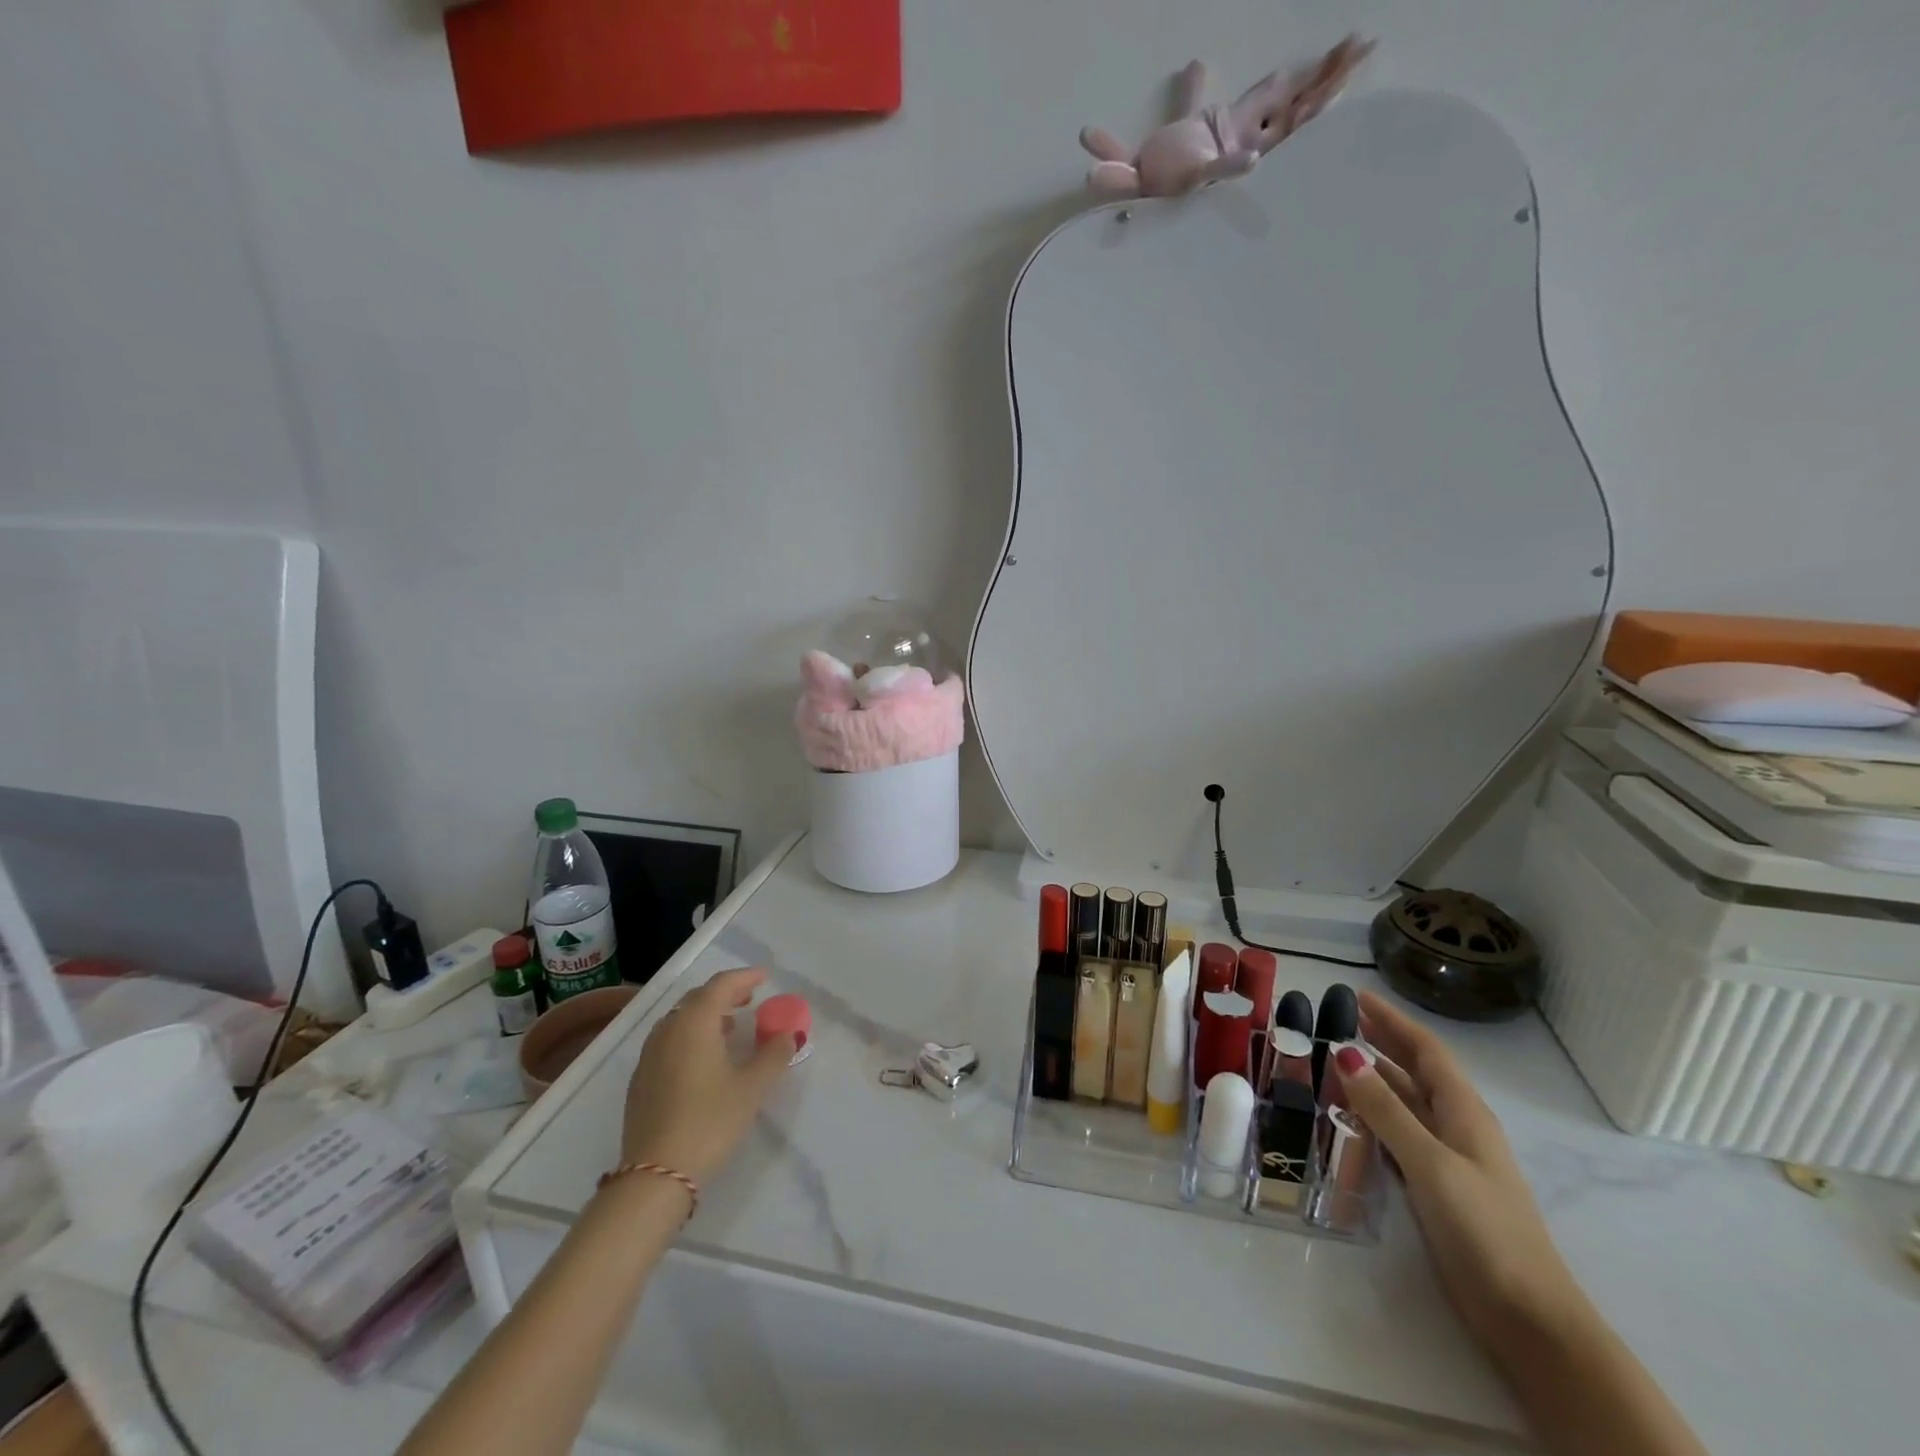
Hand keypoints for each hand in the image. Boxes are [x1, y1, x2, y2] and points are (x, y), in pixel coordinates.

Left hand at [618, 968, 795, 1183]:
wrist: (655, 1174)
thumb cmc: (710, 1121)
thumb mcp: (752, 1087)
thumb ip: (774, 1054)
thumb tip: (789, 1034)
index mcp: (694, 1022)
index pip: (721, 985)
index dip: (744, 977)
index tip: (765, 976)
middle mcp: (668, 1029)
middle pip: (698, 998)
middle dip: (726, 993)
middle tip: (750, 998)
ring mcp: (650, 1055)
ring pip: (680, 1019)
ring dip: (707, 1015)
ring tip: (731, 1026)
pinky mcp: (641, 1080)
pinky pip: (669, 1040)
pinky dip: (691, 1035)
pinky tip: (705, 1058)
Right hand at [1332, 992, 1583, 1358]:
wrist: (1527, 1316)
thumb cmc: (1484, 1228)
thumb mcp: (1430, 1162)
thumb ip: (1386, 1109)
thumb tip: (1346, 1053)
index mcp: (1464, 1112)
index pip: (1427, 1051)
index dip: (1394, 1021)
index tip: (1358, 996)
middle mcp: (1457, 1127)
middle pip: (1417, 1072)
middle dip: (1383, 1042)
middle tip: (1340, 1020)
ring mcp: (1448, 1159)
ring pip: (1405, 1104)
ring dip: (1374, 1080)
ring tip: (1333, 1062)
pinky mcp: (1437, 1188)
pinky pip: (1399, 1135)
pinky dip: (1374, 1117)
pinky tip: (1349, 1117)